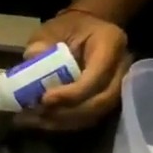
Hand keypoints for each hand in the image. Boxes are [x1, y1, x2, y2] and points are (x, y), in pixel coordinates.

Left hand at [18, 9, 130, 130]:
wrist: (87, 30)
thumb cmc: (70, 28)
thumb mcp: (53, 28)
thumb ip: (42, 42)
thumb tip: (32, 57)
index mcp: (111, 44)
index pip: (97, 76)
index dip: (72, 93)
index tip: (44, 99)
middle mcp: (121, 68)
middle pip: (100, 102)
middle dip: (66, 113)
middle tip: (36, 113)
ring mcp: (118, 86)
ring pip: (95, 115)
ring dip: (62, 122)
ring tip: (32, 120)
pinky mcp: (106, 100)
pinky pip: (89, 118)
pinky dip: (64, 123)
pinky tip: (41, 122)